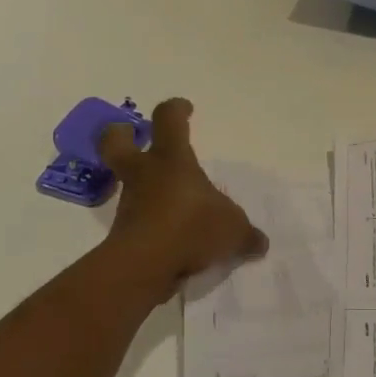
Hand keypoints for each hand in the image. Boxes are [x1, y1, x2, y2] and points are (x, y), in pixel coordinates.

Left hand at [98, 99, 268, 295]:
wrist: (144, 267)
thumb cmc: (191, 228)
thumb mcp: (233, 230)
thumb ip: (246, 234)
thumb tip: (260, 242)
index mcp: (172, 159)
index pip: (168, 119)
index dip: (175, 109)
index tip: (185, 109)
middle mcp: (145, 175)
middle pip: (116, 142)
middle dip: (121, 135)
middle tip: (133, 136)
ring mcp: (130, 204)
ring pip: (129, 184)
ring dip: (143, 188)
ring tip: (172, 206)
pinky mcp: (123, 235)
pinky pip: (137, 222)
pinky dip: (151, 226)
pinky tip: (173, 242)